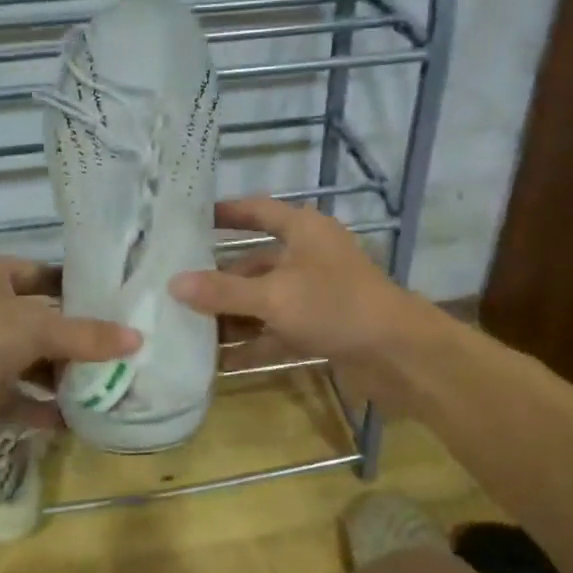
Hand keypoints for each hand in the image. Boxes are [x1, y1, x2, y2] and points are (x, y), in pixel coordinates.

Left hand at [0, 249, 138, 449]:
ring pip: (21, 359)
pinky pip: (6, 393)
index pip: (41, 274)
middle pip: (34, 320)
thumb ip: (86, 335)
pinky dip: (34, 406)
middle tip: (116, 355)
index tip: (114, 308)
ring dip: (55, 376)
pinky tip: (69, 421)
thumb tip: (137, 339)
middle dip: (72, 341)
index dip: (76, 291)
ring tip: (101, 389)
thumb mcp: (36, 328)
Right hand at [169, 197, 433, 408]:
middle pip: (255, 264)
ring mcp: (316, 295)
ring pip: (264, 301)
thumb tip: (173, 284)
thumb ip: (223, 292)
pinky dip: (253, 344)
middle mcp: (309, 257)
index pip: (258, 211)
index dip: (227, 213)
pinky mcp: (321, 328)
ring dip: (232, 316)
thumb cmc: (334, 306)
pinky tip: (220, 362)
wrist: (398, 354)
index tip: (192, 219)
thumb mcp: (274, 296)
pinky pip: (277, 331)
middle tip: (177, 290)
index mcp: (303, 231)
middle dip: (219, 280)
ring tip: (189, 329)